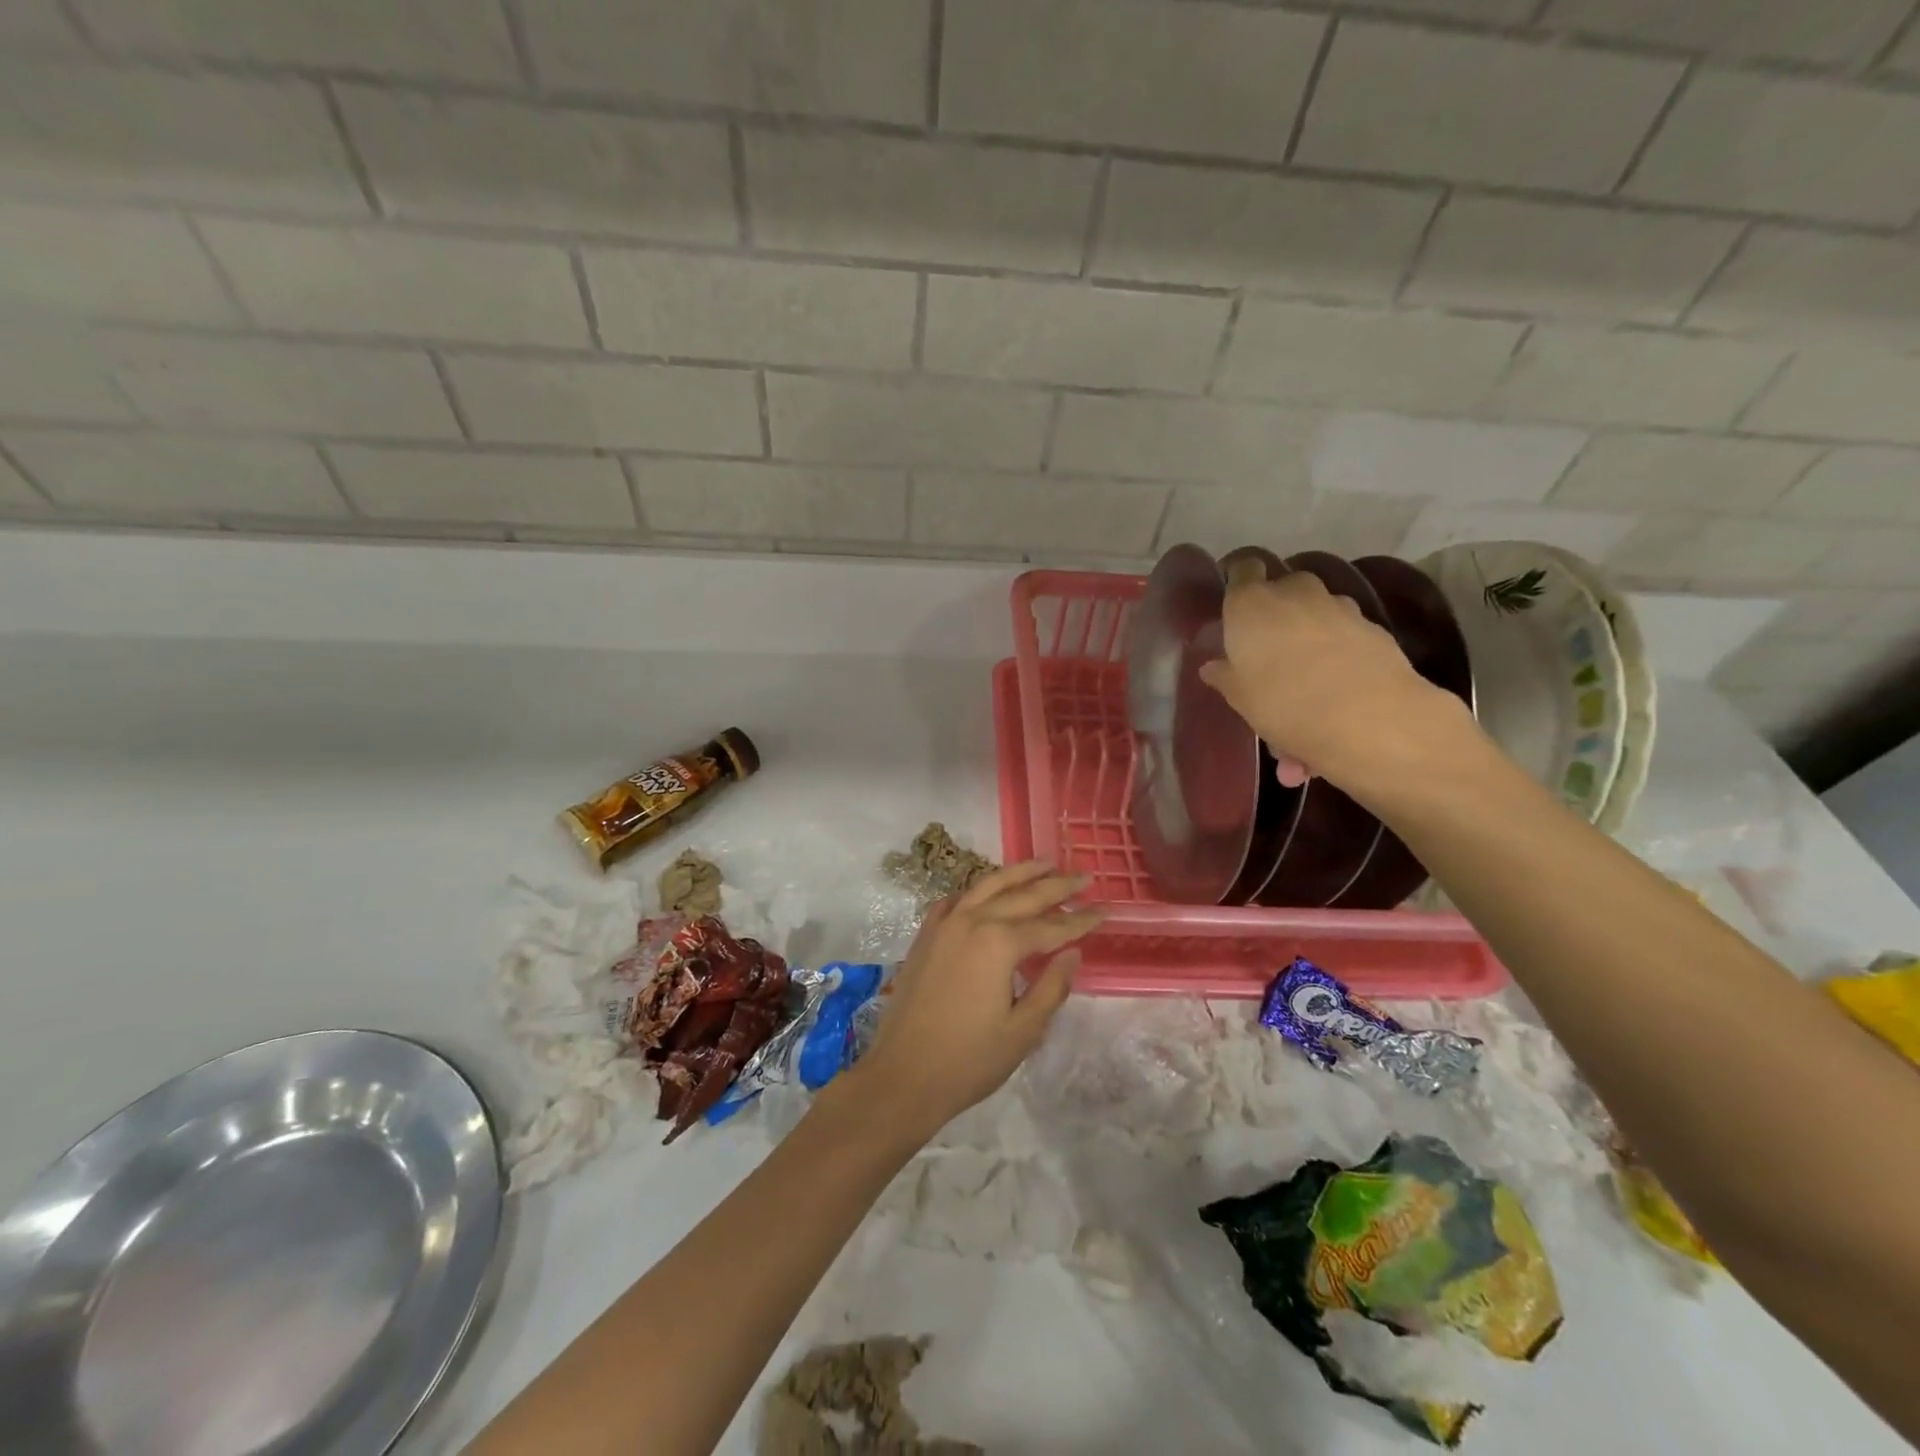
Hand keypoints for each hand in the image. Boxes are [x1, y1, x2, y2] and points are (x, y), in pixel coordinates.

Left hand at [851, 862, 1103, 1138]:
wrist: (901, 1075)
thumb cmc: (968, 1060)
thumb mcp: (1023, 1031)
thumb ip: (1052, 987)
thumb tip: (1073, 953)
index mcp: (998, 943)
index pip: (1050, 927)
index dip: (1080, 920)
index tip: (1105, 910)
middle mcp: (971, 921)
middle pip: (1022, 896)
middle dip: (1056, 886)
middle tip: (1084, 876)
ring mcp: (944, 924)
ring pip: (987, 886)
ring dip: (1018, 873)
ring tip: (1044, 864)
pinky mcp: (925, 936)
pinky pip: (955, 900)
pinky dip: (977, 890)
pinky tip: (988, 892)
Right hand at [1198, 571, 1473, 800]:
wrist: (1369, 718)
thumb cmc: (1283, 704)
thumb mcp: (1240, 698)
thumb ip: (1225, 676)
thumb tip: (1213, 666)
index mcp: (1251, 603)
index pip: (1242, 568)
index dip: (1238, 579)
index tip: (1233, 601)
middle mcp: (1294, 592)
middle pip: (1282, 586)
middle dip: (1275, 607)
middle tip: (1267, 643)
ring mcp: (1338, 606)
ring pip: (1316, 607)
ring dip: (1309, 626)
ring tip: (1305, 666)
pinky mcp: (1372, 626)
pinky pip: (1344, 629)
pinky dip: (1337, 645)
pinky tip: (1336, 679)